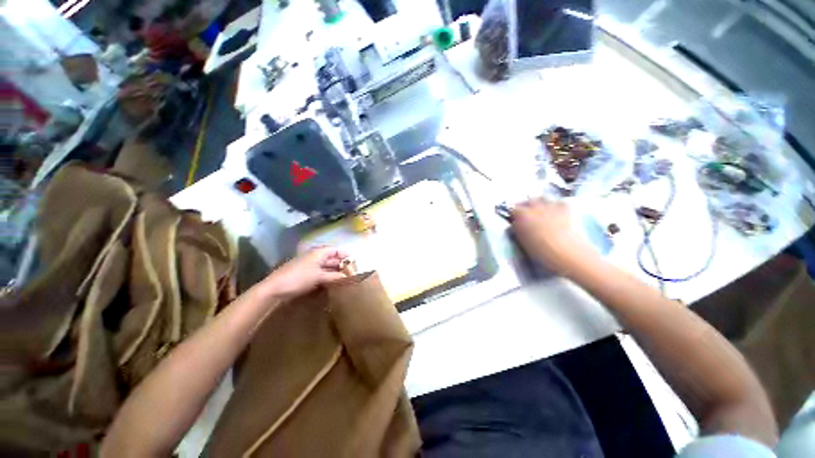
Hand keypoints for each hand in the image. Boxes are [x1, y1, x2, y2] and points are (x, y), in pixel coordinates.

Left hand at [259, 247, 349, 300]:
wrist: (275, 288)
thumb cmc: (299, 278)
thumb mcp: (319, 277)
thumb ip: (335, 276)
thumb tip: (350, 276)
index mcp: (319, 252)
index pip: (337, 250)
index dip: (347, 255)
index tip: (356, 262)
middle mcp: (315, 256)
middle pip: (333, 258)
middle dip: (343, 264)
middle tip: (353, 272)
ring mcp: (310, 265)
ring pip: (327, 266)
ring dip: (336, 271)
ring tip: (346, 278)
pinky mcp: (306, 273)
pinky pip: (321, 272)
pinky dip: (328, 276)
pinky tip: (334, 282)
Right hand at [511, 199, 594, 276]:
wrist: (564, 251)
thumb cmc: (538, 250)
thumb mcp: (521, 240)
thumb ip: (517, 229)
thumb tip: (515, 225)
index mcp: (521, 215)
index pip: (512, 209)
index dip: (513, 214)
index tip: (513, 218)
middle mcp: (535, 206)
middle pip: (528, 200)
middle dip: (526, 205)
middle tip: (526, 213)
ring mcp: (550, 206)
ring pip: (543, 198)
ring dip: (541, 203)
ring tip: (541, 211)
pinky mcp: (565, 209)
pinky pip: (559, 203)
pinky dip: (557, 206)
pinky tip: (558, 212)